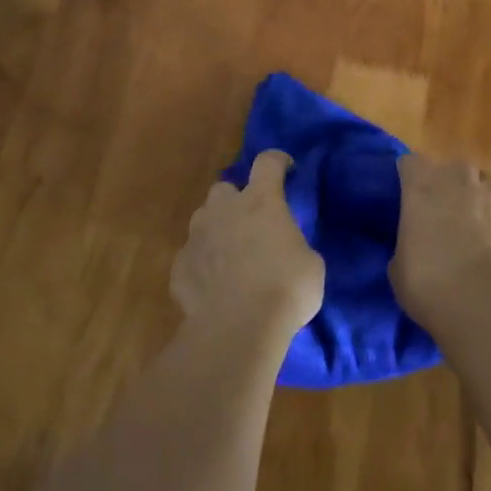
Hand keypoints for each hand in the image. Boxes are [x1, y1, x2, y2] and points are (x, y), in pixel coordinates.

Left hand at [172, 150, 324, 334]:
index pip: (268, 162)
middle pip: (224, 188)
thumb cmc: (285, 289)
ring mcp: (197, 237)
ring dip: (216, 229)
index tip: (287, 170)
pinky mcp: (179, 267)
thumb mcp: (310, 264)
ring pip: (203, 219)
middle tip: (251, 223)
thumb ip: (295, 245)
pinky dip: (202, 265)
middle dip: (236, 200)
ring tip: (230, 255)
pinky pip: (191, 257)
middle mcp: (224, 209)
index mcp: (261, 201)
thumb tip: (288, 250)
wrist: (237, 329)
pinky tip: (213, 286)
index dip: (278, 162)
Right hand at [390, 152, 490, 329]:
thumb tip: (416, 246)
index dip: (408, 177)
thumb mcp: (398, 265)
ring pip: (486, 182)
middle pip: (453, 167)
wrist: (483, 304)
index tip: (406, 196)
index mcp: (422, 186)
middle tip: (440, 211)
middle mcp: (459, 182)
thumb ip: (408, 242)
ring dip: (477, 196)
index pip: (411, 163)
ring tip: (472, 222)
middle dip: (447, 183)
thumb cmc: (428, 282)